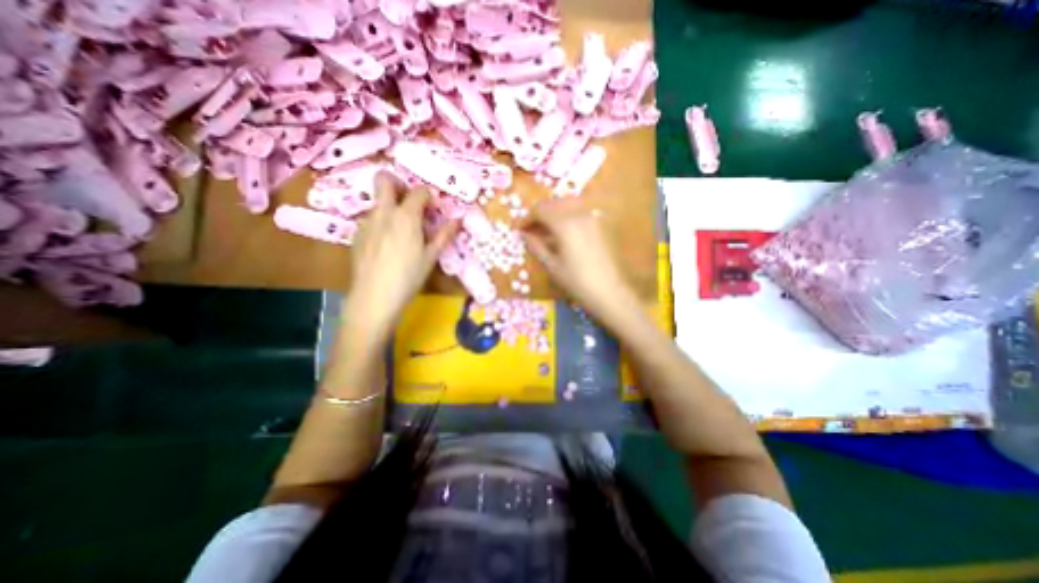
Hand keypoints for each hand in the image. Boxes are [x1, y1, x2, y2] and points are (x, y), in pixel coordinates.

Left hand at [345, 172, 457, 339]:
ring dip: (390, 207)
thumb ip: (443, 235)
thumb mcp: (430, 257)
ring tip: (401, 232)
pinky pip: (370, 219)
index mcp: (406, 216)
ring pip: (377, 201)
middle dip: (398, 183)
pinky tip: (387, 246)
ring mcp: (366, 222)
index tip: (432, 209)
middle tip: (409, 202)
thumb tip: (458, 221)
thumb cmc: (408, 277)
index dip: (428, 197)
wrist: (374, 297)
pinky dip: (381, 223)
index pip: (419, 192)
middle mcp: (383, 213)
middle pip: (384, 179)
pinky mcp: (356, 234)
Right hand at [519, 195, 642, 329]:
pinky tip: (564, 233)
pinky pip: (580, 211)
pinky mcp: (601, 224)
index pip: (540, 209)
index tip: (520, 230)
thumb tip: (524, 235)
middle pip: (554, 203)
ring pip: (568, 204)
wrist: (610, 292)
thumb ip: (536, 246)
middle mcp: (579, 214)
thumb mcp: (552, 266)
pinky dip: (567, 216)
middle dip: (540, 214)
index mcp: (564, 223)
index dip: (527, 218)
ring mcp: (593, 217)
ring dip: (554, 212)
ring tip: (547, 231)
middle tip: (532, 231)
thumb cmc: (577, 282)